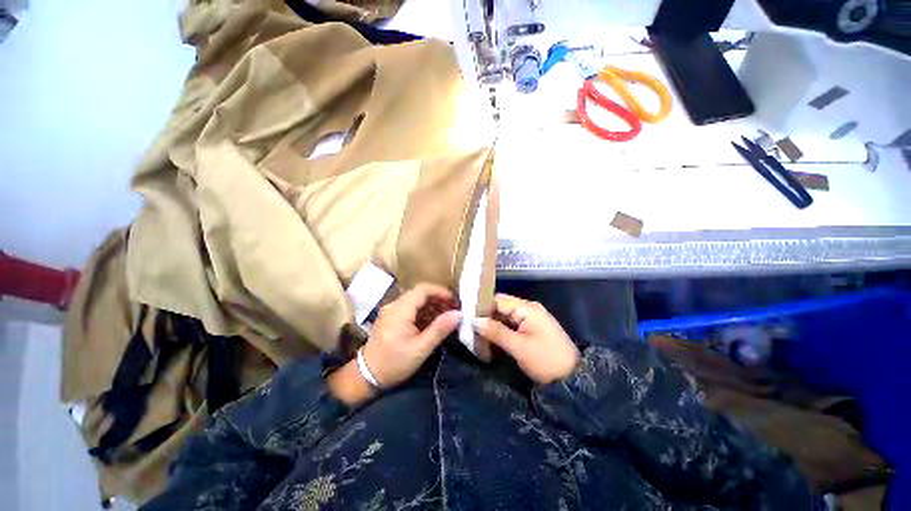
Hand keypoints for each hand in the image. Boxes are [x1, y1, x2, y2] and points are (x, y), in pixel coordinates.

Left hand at [362, 283, 461, 388]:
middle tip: (452, 310)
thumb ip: (440, 329)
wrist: (366, 376)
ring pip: (414, 300)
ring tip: (444, 317)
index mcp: (401, 310)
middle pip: (419, 293)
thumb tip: (459, 314)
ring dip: (430, 305)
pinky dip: (422, 312)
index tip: (454, 301)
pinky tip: (431, 323)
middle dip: (437, 299)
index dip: (440, 291)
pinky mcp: (389, 317)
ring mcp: (390, 311)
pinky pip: (408, 308)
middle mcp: (394, 305)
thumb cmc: (395, 363)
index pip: (423, 289)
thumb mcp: (421, 348)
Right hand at [474, 294, 579, 384]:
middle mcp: (528, 309)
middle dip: (485, 317)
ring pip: (504, 317)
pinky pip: (510, 326)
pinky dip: (499, 331)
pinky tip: (488, 339)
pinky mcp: (530, 329)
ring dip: (491, 326)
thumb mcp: (519, 347)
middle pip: (501, 307)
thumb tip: (474, 320)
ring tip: (474, 334)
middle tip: (468, 328)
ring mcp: (530, 319)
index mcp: (527, 308)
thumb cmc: (546, 360)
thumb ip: (496, 331)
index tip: (466, 316)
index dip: (482, 306)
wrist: (573, 380)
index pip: (498, 300)